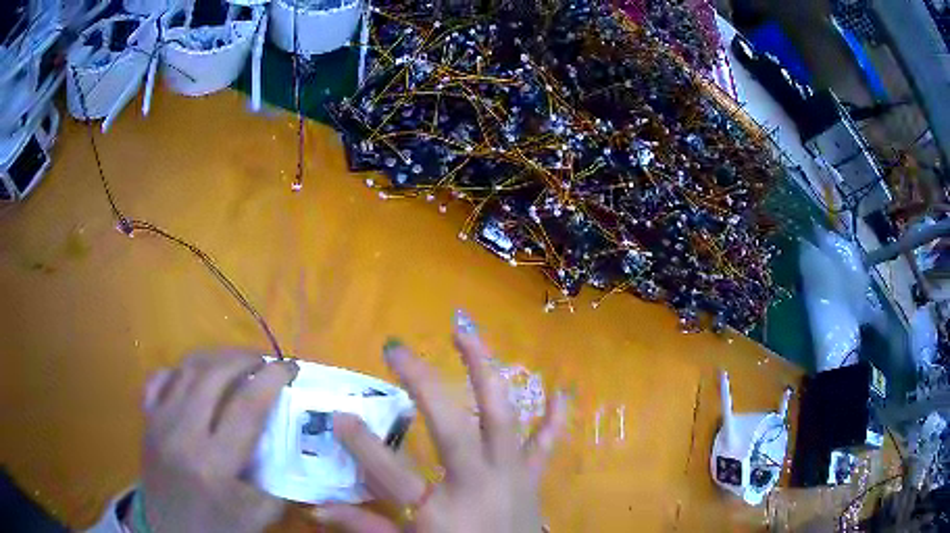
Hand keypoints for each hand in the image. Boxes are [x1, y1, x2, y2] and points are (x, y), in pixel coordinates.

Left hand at [136, 351, 297, 532]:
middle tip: (264, 361)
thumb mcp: (259, 513)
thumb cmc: (217, 527)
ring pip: (187, 369)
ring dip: (216, 357)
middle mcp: (182, 434)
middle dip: (244, 358)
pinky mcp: (147, 419)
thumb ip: (278, 478)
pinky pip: (161, 378)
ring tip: (237, 361)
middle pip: (214, 375)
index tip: (290, 366)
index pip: (247, 406)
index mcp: (214, 464)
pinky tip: (196, 376)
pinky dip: (181, 369)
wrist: (169, 531)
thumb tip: (291, 441)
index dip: (272, 379)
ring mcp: (159, 422)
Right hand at [318, 312, 568, 532]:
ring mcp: (512, 475)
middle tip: (396, 348)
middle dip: (422, 383)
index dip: (361, 444)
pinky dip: (556, 416)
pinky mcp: (532, 477)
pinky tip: (562, 388)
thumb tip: (315, 509)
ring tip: (465, 329)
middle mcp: (479, 484)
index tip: (338, 416)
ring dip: (484, 369)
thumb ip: (366, 527)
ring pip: (502, 415)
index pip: (391, 473)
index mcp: (442, 511)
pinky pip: (548, 442)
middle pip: (451, 427)